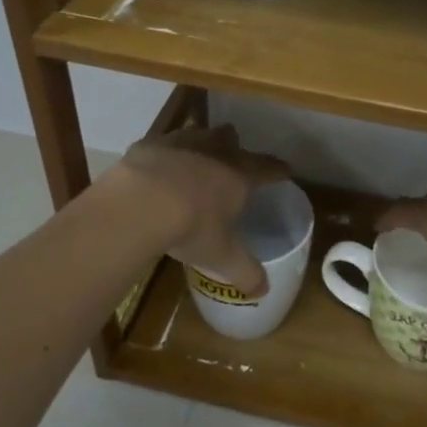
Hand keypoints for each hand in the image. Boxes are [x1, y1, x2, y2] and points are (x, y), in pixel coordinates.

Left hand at [104, 125, 288, 296]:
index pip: (267, 168)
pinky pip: (162, 144)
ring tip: (197, 156)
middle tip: (234, 156)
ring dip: (201, 144)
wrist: (140, 204)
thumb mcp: (221, 256)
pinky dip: (164, 154)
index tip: (286, 170)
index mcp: (238, 176)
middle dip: (234, 146)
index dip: (278, 170)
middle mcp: (214, 152)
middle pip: (230, 139)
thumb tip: (264, 291)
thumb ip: (245, 272)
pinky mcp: (148, 145)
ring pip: (198, 134)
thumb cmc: (191, 228)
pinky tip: (157, 167)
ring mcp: (180, 144)